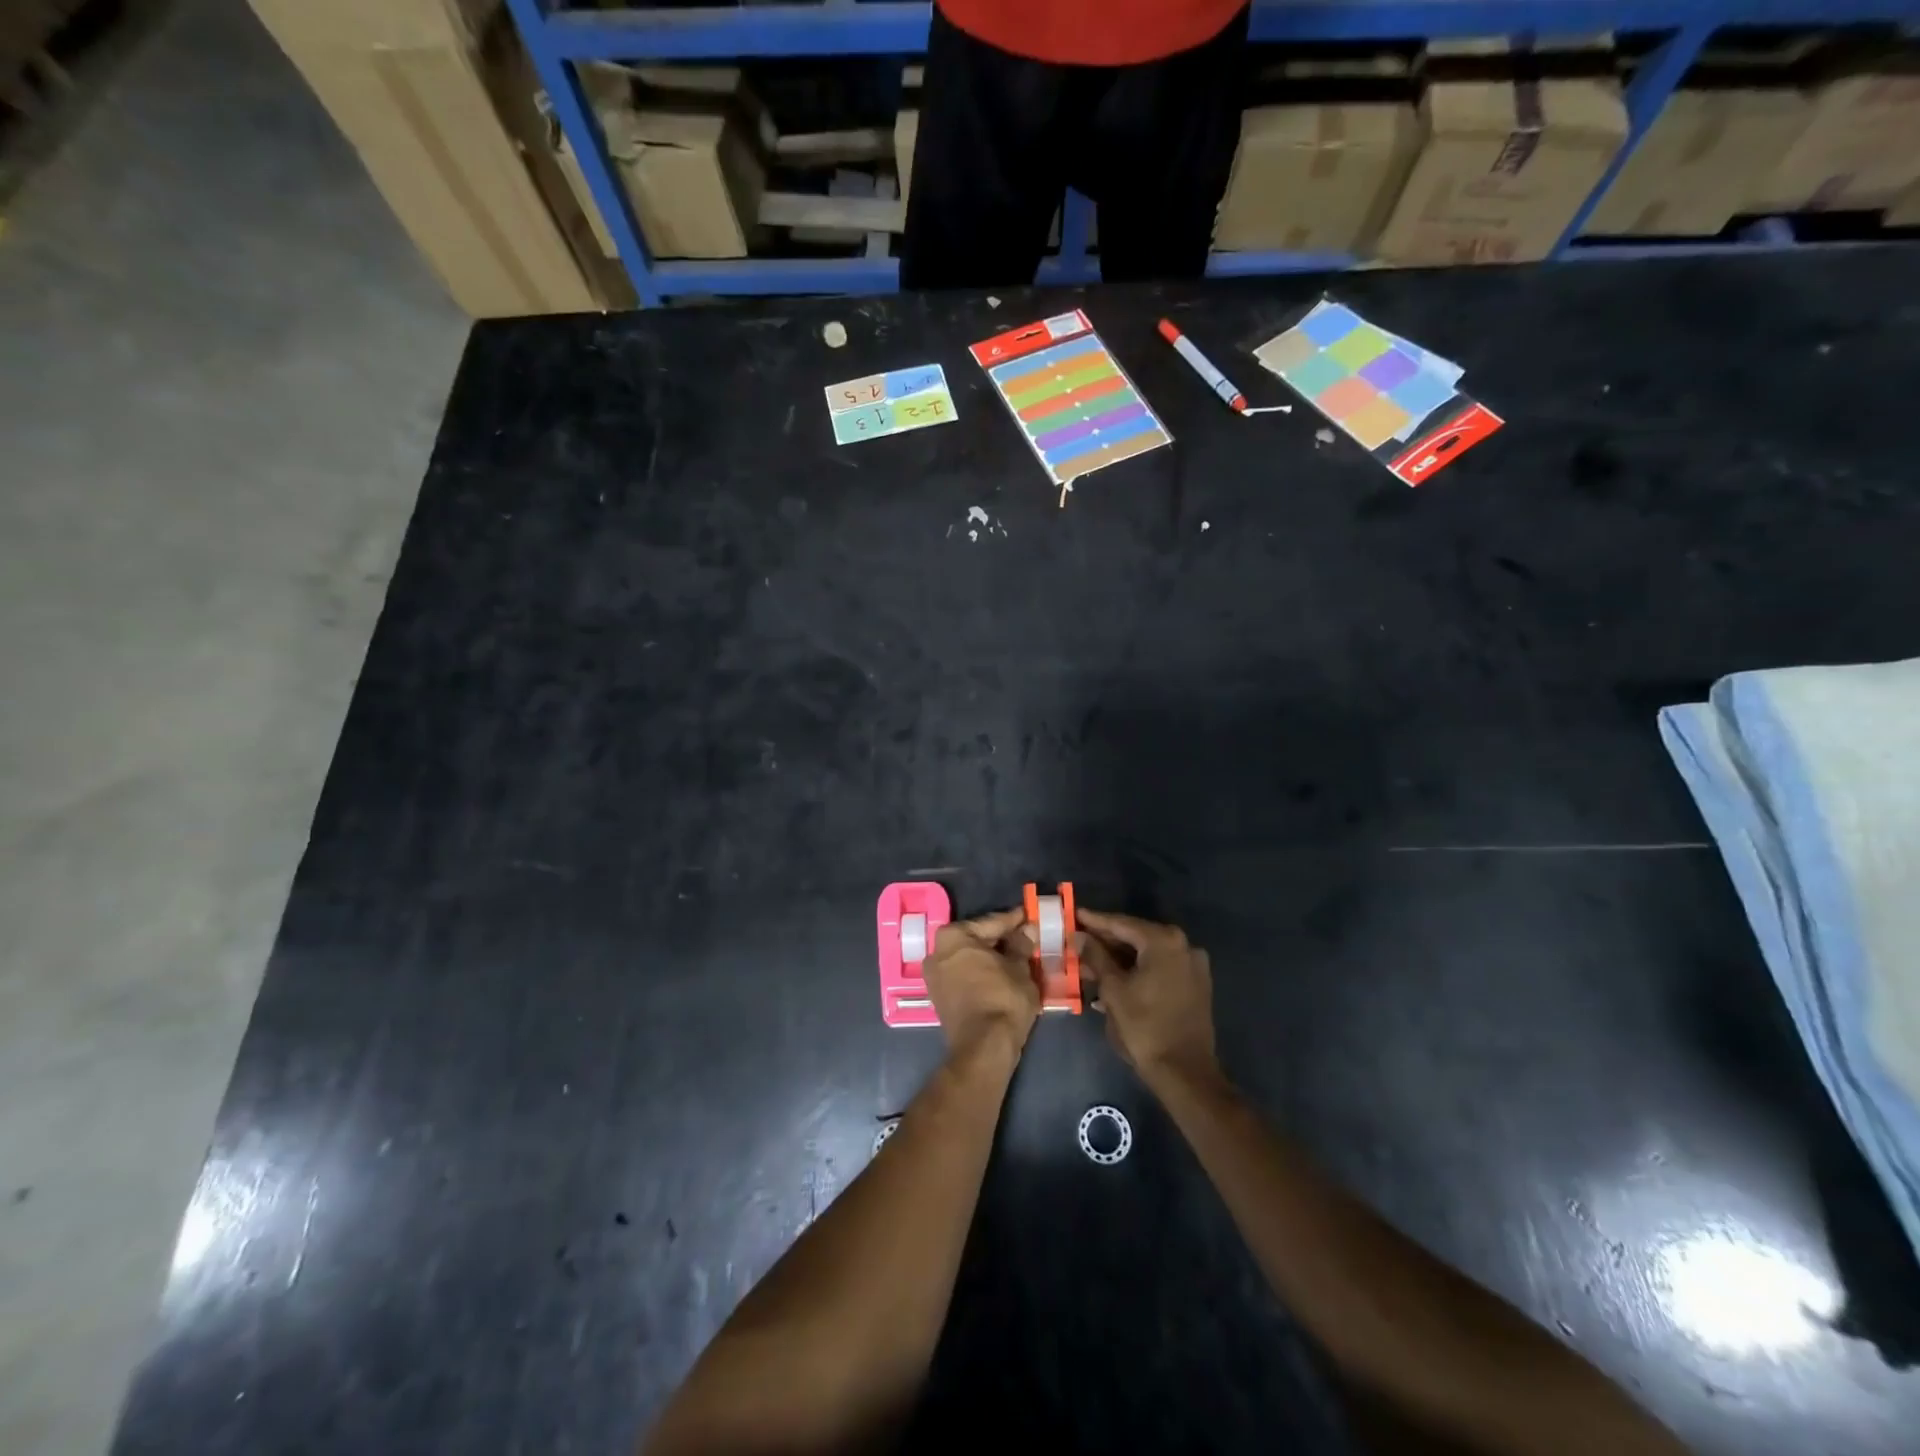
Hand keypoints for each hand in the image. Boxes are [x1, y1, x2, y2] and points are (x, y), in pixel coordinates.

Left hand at [921, 907, 1039, 1061]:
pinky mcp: (940, 997)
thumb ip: (1021, 945)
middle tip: (1026, 937)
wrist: (984, 1048)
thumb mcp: (1019, 968)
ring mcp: (935, 976)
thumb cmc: (1003, 999)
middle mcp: (937, 951)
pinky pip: (965, 975)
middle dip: (1001, 939)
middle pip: (977, 939)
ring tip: (1018, 957)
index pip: (991, 923)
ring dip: (992, 958)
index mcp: (954, 936)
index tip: (1029, 915)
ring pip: (971, 959)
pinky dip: (982, 973)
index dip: (1014, 920)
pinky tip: (1003, 975)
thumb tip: (1027, 930)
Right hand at [1077, 908, 1217, 1089]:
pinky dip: (1137, 970)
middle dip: (1106, 941)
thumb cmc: (1144, 1026)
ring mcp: (1192, 965)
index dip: (1094, 920)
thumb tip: (1079, 936)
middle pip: (1136, 936)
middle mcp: (1183, 945)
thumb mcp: (1113, 989)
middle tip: (1078, 940)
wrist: (1184, 1071)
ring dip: (1120, 958)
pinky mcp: (1195, 984)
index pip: (1121, 924)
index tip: (1073, 914)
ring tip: (1090, 964)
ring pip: (1148, 954)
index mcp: (1164, 941)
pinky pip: (1160, 968)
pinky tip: (1114, 979)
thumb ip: (1095, 956)